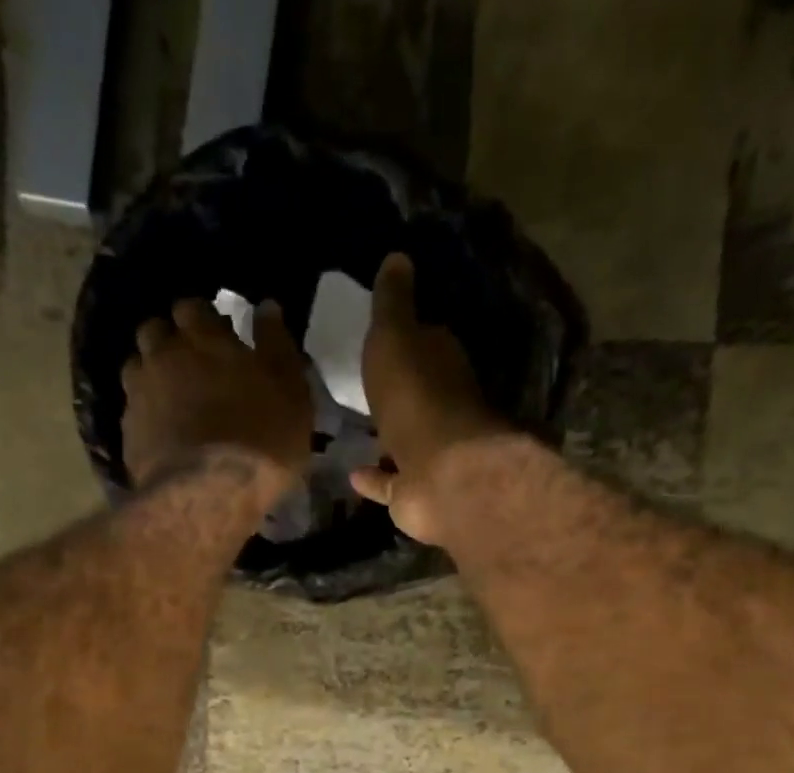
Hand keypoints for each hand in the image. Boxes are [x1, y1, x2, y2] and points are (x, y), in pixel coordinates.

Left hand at [121, 298, 311, 491]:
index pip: (192, 307)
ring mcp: (139, 393)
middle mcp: (163, 355)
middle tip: (191, 365)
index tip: (216, 335)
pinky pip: (132, 409)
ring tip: (172, 398)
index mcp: (203, 337)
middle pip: (155, 330)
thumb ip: (277, 345)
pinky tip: (162, 431)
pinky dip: (145, 413)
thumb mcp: (290, 392)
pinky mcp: (128, 431)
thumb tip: (266, 307)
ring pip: (136, 367)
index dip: (202, 319)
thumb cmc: (262, 439)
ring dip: (152, 374)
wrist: (209, 494)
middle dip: (170, 340)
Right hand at [350, 254, 509, 543]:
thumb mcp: (396, 338)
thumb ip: (393, 304)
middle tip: (362, 384)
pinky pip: (390, 482)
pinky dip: (374, 478)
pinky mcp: (415, 493)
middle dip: (396, 390)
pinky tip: (352, 473)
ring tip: (353, 430)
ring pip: (403, 441)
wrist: (440, 474)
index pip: (427, 343)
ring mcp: (429, 455)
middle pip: (416, 394)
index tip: (381, 334)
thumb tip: (397, 258)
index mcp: (441, 365)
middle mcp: (440, 409)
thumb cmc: (416, 398)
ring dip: (385, 437)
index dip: (406, 336)